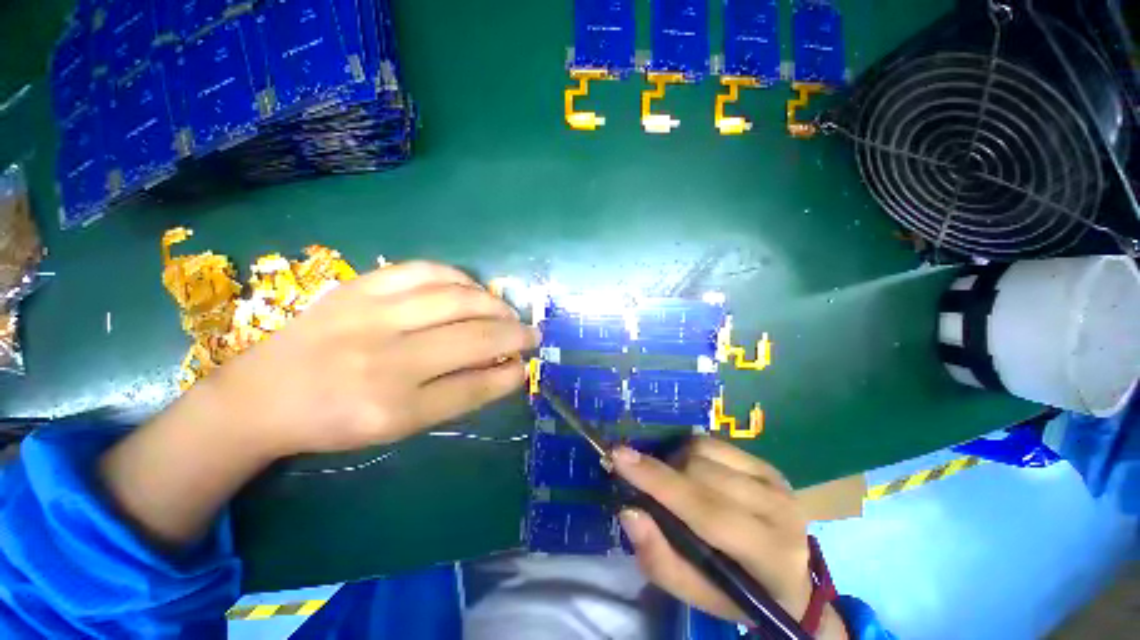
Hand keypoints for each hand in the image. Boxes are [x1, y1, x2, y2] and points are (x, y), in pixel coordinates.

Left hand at [207, 261, 538, 455]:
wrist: (261, 394)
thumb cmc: (335, 421)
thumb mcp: (398, 427)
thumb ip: (456, 396)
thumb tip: (505, 369)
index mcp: (393, 408)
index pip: (473, 386)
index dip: (509, 375)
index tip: (526, 365)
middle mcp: (386, 359)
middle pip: (473, 338)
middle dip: (514, 335)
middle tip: (531, 334)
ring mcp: (371, 315)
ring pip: (456, 298)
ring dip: (494, 303)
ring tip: (507, 311)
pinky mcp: (360, 287)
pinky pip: (425, 270)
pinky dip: (459, 277)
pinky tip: (472, 288)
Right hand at [613, 439, 845, 637]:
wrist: (791, 581)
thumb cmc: (739, 594)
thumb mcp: (696, 595)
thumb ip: (660, 559)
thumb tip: (629, 510)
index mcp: (768, 554)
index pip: (707, 511)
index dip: (659, 481)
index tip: (619, 456)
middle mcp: (779, 510)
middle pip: (700, 472)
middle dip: (664, 474)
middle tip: (649, 488)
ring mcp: (776, 482)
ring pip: (704, 450)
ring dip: (677, 462)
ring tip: (676, 485)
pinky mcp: (768, 465)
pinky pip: (714, 442)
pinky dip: (692, 452)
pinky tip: (695, 473)